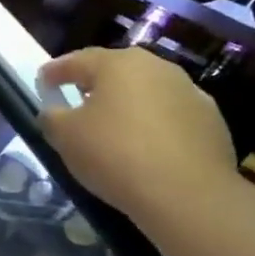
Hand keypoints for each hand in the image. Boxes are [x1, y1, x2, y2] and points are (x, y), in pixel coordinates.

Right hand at [39, 46, 237, 227]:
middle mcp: (157, 68)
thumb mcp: (65, 137)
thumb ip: (52, 117)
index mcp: (118, 64)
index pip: (77, 60)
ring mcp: (190, 92)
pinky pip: (172, 116)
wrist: (188, 195)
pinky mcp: (212, 121)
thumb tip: (53, 111)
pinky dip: (155, 125)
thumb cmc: (115, 155)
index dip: (56, 71)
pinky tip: (147, 147)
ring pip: (147, 92)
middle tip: (78, 99)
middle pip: (117, 71)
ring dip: (128, 104)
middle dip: (95, 83)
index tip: (42, 81)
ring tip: (114, 126)